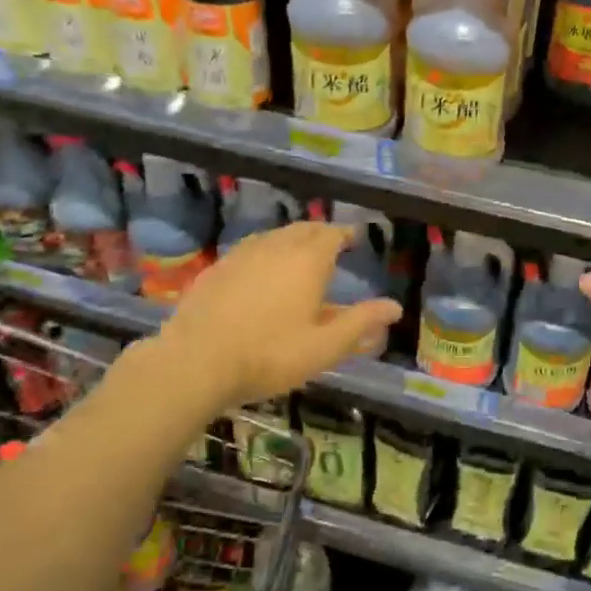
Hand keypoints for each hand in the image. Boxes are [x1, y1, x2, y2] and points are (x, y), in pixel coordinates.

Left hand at [129, 223, 400, 413]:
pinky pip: (249, 250)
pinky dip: (264, 252)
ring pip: (273, 236)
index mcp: (307, 261)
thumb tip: (394, 307)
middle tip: (330, 241)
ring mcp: (241, 255)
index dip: (344, 233)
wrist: (196, 361)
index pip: (331, 234)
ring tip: (298, 252)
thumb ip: (361, 323)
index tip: (353, 237)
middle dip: (319, 232)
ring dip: (290, 239)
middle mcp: (276, 248)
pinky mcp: (216, 269)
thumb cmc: (270, 354)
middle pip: (302, 230)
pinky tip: (260, 270)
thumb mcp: (325, 347)